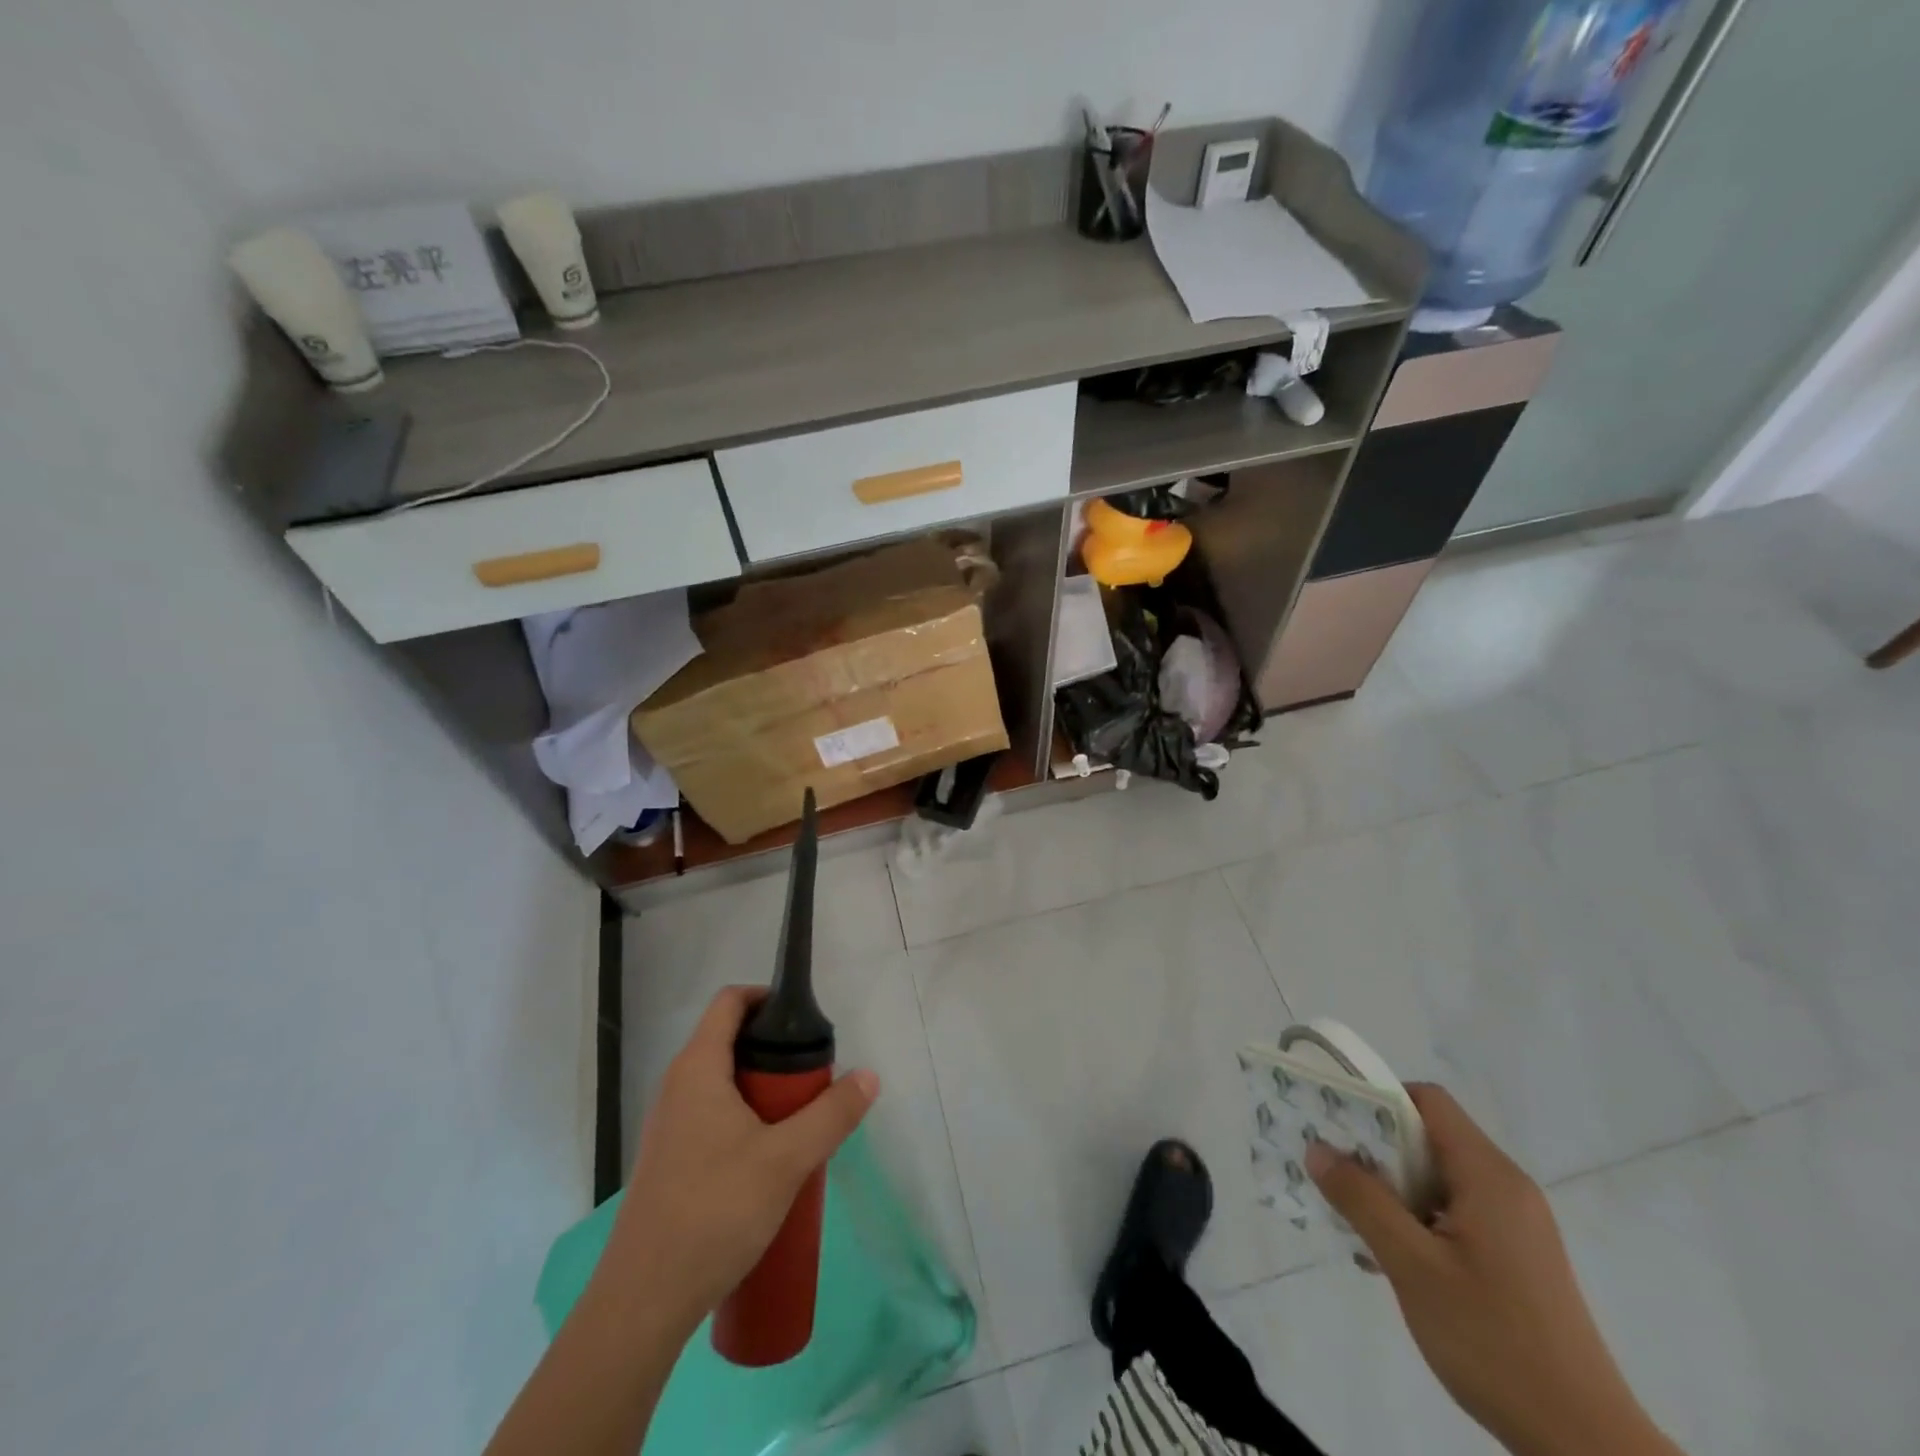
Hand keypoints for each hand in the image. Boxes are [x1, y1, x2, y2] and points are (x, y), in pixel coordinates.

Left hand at [602, 986, 878, 1332]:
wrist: (644, 1303)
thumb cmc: (714, 1212)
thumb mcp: (786, 1160)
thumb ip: (832, 1115)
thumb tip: (868, 1076)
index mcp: (697, 1068)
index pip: (730, 1001)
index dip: (768, 997)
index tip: (805, 1022)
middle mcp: (677, 1087)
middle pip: (730, 1041)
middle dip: (776, 1052)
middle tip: (814, 1080)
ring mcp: (670, 1126)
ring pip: (724, 1084)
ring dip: (764, 1091)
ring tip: (800, 1121)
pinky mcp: (670, 1161)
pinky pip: (714, 1117)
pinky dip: (746, 1120)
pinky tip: (771, 1161)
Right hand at [1307, 1085, 1680, 1455]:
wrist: (1585, 1446)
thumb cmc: (1494, 1342)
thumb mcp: (1412, 1266)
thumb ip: (1361, 1200)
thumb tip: (1317, 1148)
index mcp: (1489, 1176)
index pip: (1427, 1101)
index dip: (1378, 1100)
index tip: (1337, 1122)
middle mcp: (1508, 1187)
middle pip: (1431, 1137)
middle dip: (1378, 1147)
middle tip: (1334, 1170)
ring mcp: (1517, 1224)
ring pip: (1440, 1177)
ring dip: (1395, 1188)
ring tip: (1356, 1218)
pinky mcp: (1518, 1257)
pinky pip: (1456, 1211)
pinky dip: (1419, 1217)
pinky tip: (1395, 1257)